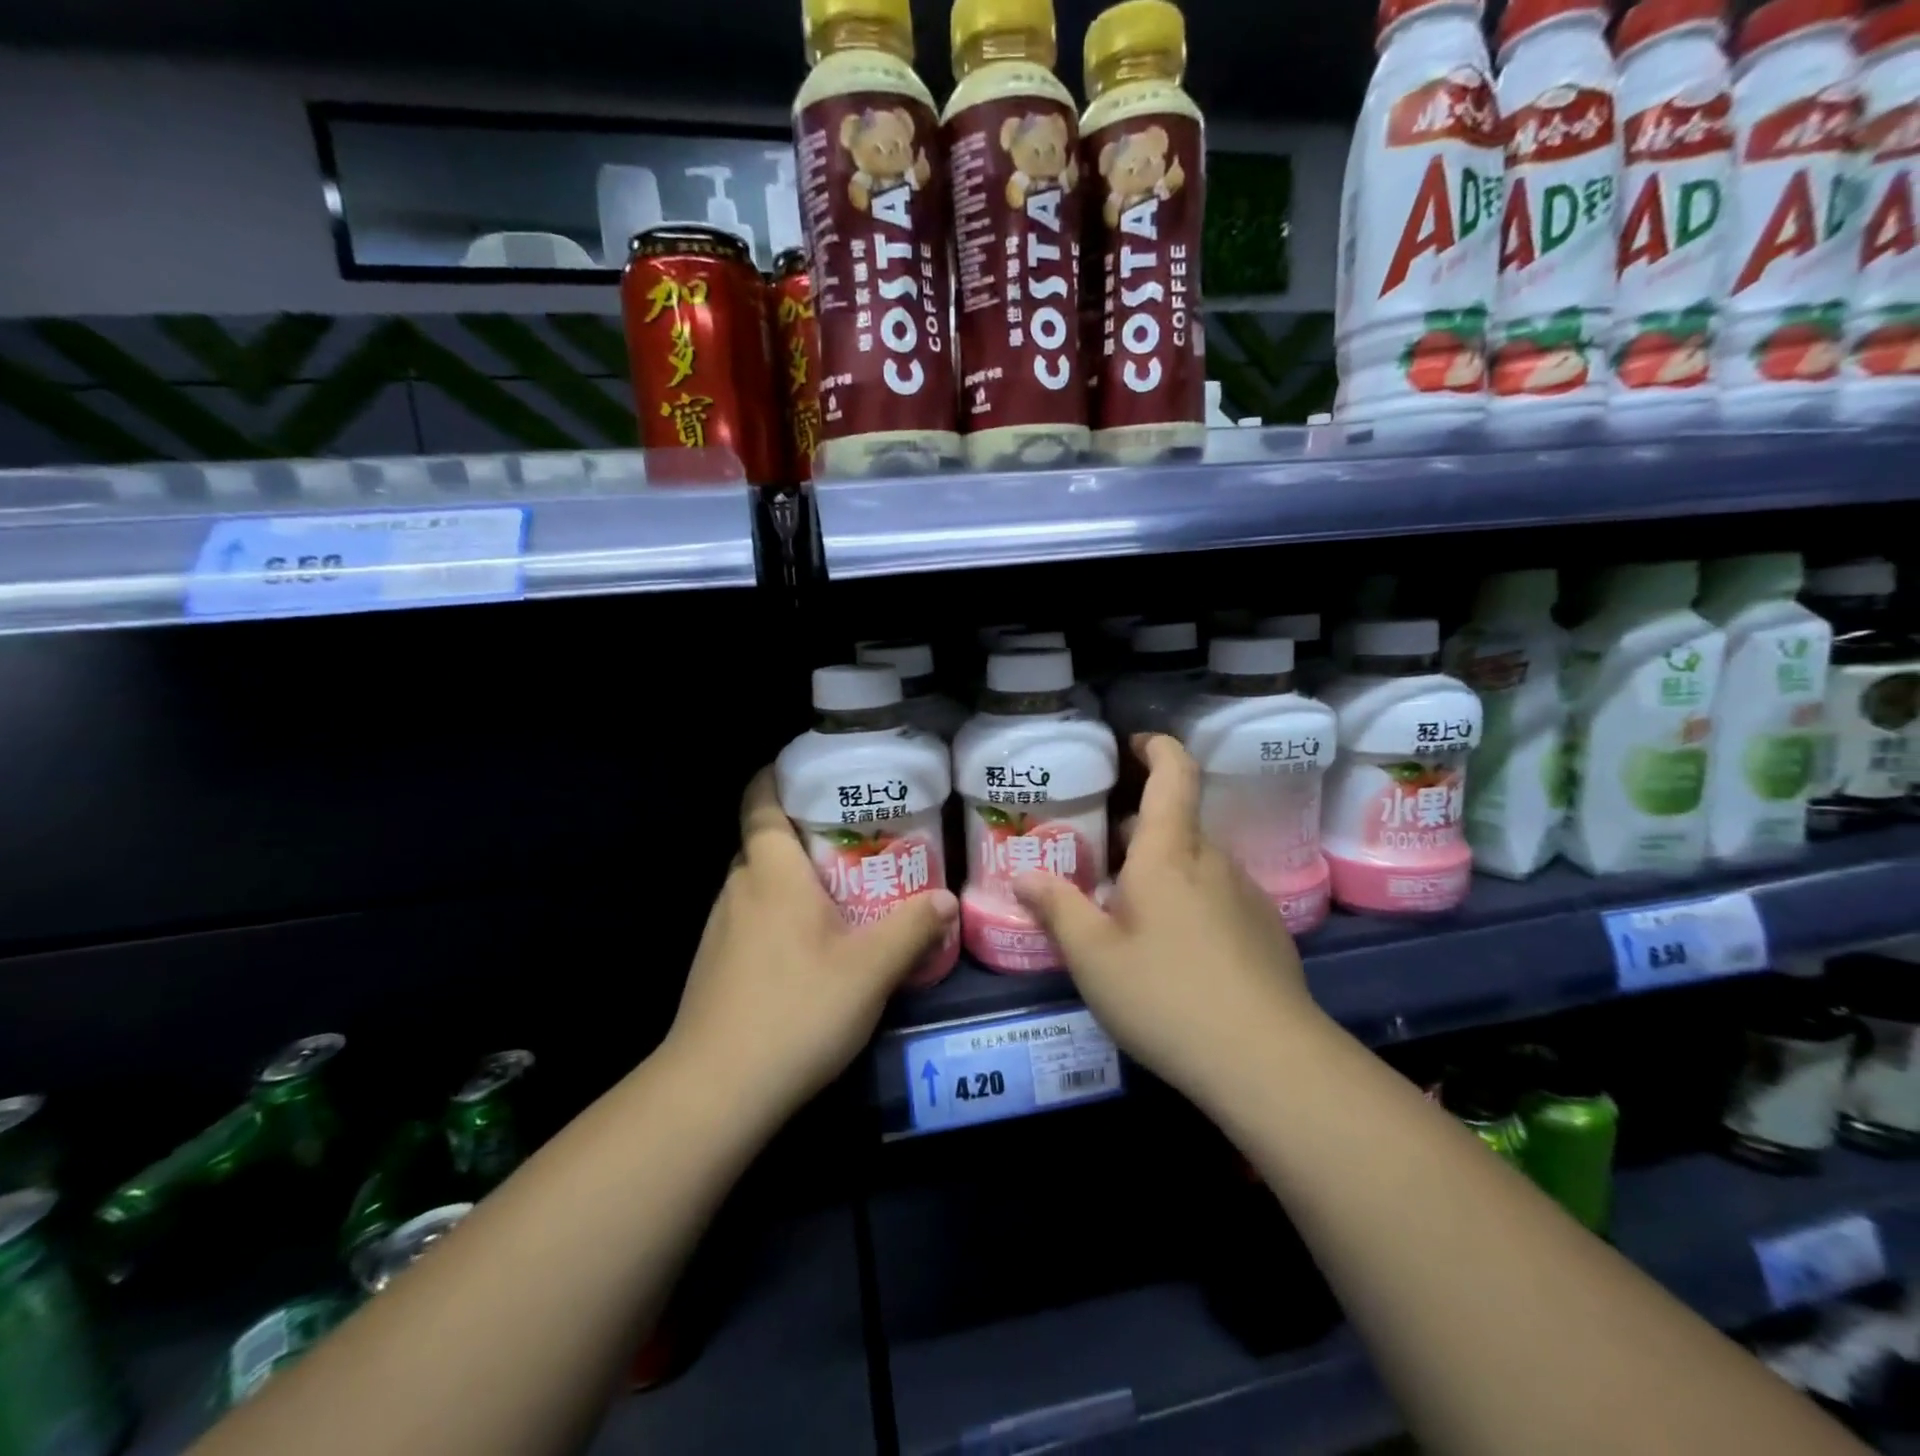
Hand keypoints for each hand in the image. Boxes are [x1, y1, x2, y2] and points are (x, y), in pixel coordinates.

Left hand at [666, 768, 958, 1121]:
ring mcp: (720, 928)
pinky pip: (752, 919)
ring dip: (795, 879)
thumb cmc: (796, 1010)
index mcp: (771, 872)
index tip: (810, 770)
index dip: (777, 777)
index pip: (760, 802)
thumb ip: (911, 928)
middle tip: (857, 838)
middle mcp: (739, 888)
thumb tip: (945, 899)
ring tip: (843, 890)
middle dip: (805, 833)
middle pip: (766, 842)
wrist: (716, 1091)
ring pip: (760, 884)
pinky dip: (781, 915)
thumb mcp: (870, 969)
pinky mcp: (715, 964)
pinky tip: (813, 948)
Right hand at [1013, 735, 1320, 1108]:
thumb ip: (1056, 909)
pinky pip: (1218, 895)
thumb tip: (1024, 875)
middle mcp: (1213, 861)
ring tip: (1127, 909)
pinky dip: (1189, 900)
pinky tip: (1172, 950)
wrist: (1269, 1062)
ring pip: (1196, 863)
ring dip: (1162, 868)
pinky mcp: (1266, 931)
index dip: (1156, 747)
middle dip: (1137, 827)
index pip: (1173, 773)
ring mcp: (1246, 895)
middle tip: (1098, 854)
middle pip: (1176, 823)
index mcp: (1170, 853)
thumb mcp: (1093, 957)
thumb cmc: (1167, 996)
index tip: (1133, 743)